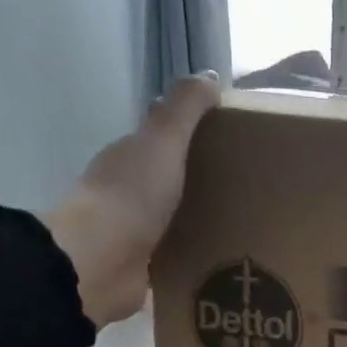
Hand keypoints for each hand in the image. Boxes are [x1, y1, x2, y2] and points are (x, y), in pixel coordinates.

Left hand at [40, 74, 221, 326]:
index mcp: (129, 158)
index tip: (233, 146)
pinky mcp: (142, 269)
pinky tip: (221, 262)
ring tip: (242, 230)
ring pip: (173, 221)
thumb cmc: (132, 196)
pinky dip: (192, 256)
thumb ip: (184, 109)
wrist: (99, 262)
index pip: (163, 142)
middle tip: (247, 192)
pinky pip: (174, 258)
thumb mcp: (162, 141)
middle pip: (170, 182)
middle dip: (201, 184)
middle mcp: (127, 193)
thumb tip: (210, 77)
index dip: (194, 139)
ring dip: (199, 222)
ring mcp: (132, 233)